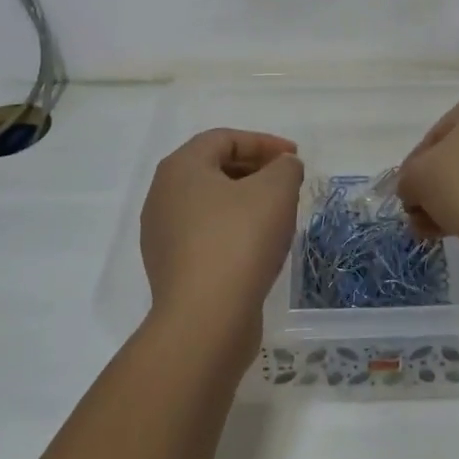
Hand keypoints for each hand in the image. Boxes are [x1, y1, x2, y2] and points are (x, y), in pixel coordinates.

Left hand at [140, 130, 303, 335]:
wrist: (205, 320)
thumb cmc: (239, 240)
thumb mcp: (276, 191)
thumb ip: (285, 167)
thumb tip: (283, 167)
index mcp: (181, 168)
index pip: (224, 139)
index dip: (264, 142)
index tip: (295, 158)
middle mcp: (162, 196)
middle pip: (214, 168)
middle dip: (255, 169)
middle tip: (288, 182)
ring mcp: (162, 235)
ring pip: (210, 203)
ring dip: (246, 201)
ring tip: (278, 214)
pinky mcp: (171, 268)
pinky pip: (206, 235)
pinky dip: (234, 229)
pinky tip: (259, 246)